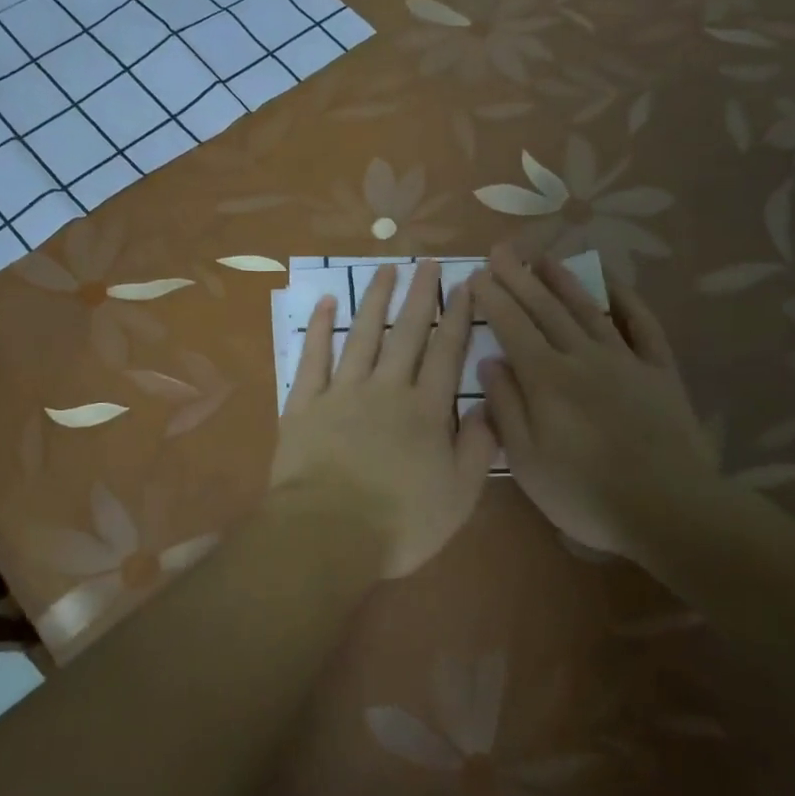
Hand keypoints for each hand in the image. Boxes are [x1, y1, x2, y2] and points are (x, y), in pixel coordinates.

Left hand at [270, 261, 496, 577]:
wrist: (328, 533)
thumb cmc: (400, 523)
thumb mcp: (459, 495)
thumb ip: (479, 447)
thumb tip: (489, 405)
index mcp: (426, 411)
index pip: (447, 352)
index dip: (458, 317)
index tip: (465, 285)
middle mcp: (387, 389)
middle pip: (407, 333)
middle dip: (420, 295)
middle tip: (427, 263)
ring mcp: (342, 392)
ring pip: (362, 334)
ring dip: (375, 299)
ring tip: (386, 270)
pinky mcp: (305, 403)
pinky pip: (313, 356)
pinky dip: (320, 327)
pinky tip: (327, 302)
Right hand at [472, 246, 717, 558]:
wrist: (670, 510)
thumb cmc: (585, 494)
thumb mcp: (527, 461)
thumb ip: (507, 407)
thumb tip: (491, 361)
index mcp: (546, 380)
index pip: (512, 327)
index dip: (493, 298)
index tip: (477, 275)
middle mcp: (582, 358)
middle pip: (546, 309)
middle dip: (520, 277)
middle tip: (501, 250)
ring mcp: (625, 361)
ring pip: (588, 309)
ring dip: (564, 280)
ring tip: (544, 257)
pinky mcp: (659, 372)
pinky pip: (643, 326)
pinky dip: (627, 301)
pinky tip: (613, 284)